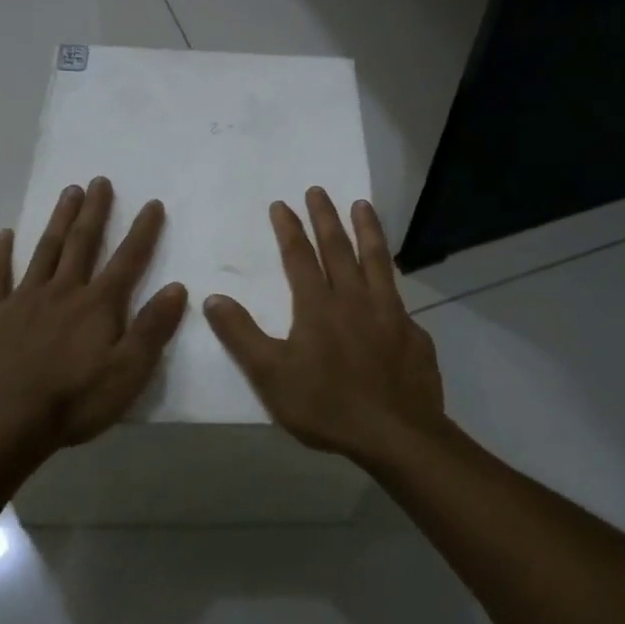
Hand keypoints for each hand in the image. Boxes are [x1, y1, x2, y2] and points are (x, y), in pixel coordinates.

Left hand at [0, 177, 187, 456]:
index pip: (128, 260)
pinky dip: (0, 253)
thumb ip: (152, 328)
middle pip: (82, 243)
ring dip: (58, 220)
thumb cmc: (74, 402)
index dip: (143, 231)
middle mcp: (63, 291)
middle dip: (94, 211)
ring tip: (68, 192)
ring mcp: (24, 300)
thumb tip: (177, 287)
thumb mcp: (128, 373)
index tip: (152, 203)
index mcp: (98, 305)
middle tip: (99, 181)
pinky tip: (4, 234)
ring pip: (45, 250)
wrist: (3, 425)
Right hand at [203, 188, 444, 464]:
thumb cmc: (327, 405)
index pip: (300, 257)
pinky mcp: (412, 330)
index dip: (290, 229)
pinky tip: (391, 278)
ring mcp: (389, 312)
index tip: (282, 204)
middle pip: (339, 248)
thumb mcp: (270, 376)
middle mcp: (354, 298)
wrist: (395, 433)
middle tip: (318, 190)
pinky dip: (391, 276)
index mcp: (318, 306)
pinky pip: (398, 294)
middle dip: (326, 217)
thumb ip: (241, 336)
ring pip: (376, 260)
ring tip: (362, 205)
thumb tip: (212, 298)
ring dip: (367, 229)